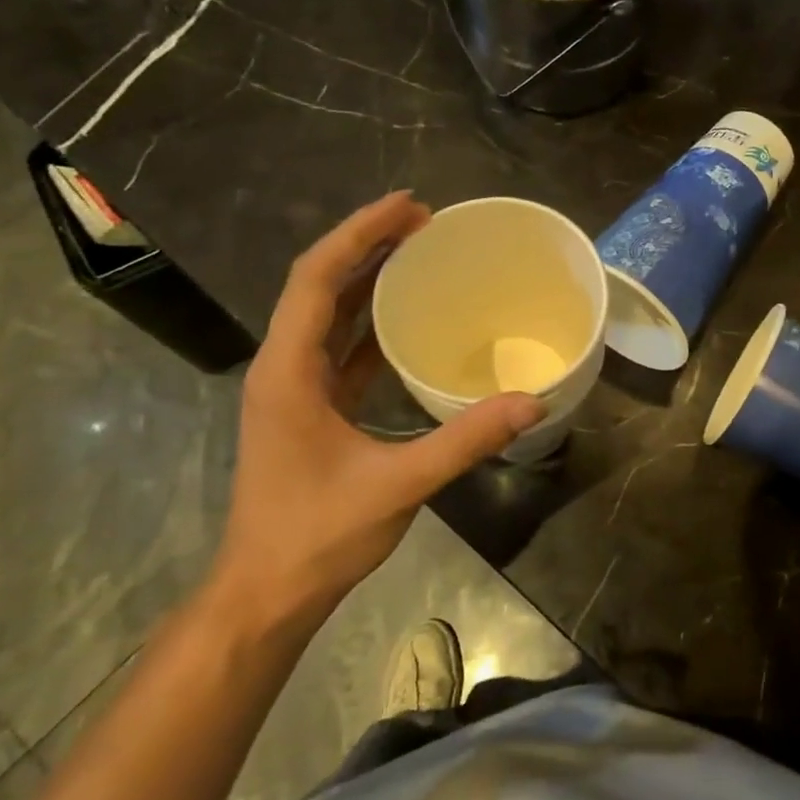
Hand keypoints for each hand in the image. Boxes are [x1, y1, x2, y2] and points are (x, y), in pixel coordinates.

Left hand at [207, 192, 543, 630]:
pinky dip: (370, 322)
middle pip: (320, 285)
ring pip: (328, 315)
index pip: (317, 279)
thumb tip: (531, 402)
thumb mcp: (400, 484)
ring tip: (419, 253)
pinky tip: (407, 318)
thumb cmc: (318, 535)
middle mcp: (285, 368)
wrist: (267, 592)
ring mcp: (295, 389)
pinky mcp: (311, 410)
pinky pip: (340, 348)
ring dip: (367, 279)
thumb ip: (466, 439)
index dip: (360, 234)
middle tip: (424, 221)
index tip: (409, 207)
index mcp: (290, 371)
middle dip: (367, 245)